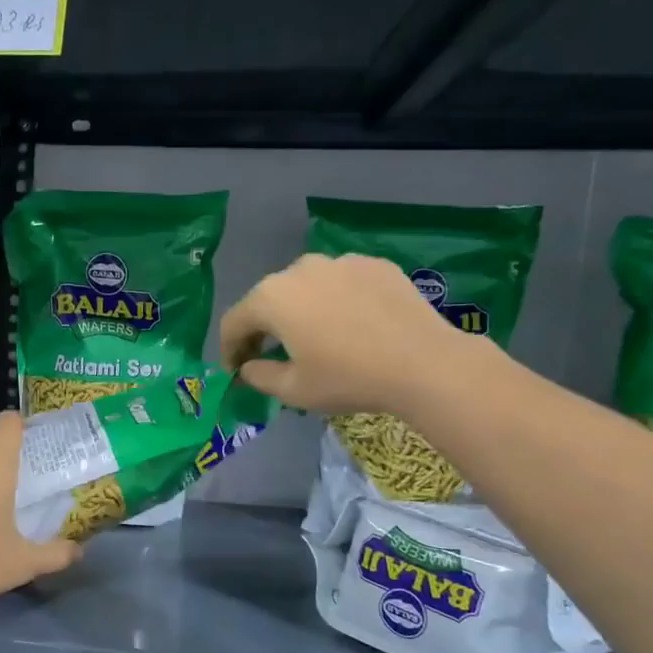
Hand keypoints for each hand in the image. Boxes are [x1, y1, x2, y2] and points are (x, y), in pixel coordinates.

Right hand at [219, 253, 484, 415]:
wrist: (424, 363)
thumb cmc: (347, 378)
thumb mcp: (293, 390)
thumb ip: (258, 376)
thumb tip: (248, 368)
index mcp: (272, 297)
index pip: (234, 321)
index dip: (228, 349)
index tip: (235, 372)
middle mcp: (300, 269)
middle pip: (267, 299)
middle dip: (261, 328)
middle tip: (267, 356)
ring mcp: (340, 262)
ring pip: (304, 287)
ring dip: (298, 311)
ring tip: (311, 338)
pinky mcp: (374, 264)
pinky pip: (340, 283)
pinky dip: (333, 302)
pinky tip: (349, 326)